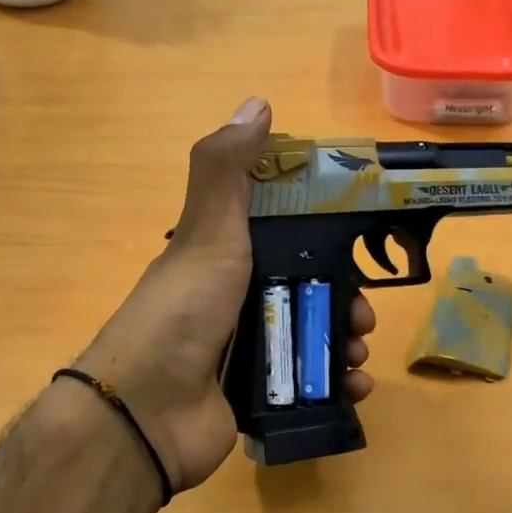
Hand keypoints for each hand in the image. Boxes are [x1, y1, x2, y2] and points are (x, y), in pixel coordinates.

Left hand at [74, 98, 375, 492]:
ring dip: (347, 344)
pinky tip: (355, 387)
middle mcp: (237, 301)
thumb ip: (227, 168)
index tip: (360, 244)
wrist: (148, 410)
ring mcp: (247, 353)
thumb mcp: (208, 230)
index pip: (287, 237)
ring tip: (358, 356)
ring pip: (314, 339)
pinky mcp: (258, 398)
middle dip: (346, 302)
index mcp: (226, 257)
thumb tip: (257, 102)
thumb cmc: (185, 308)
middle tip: (363, 316)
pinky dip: (338, 386)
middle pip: (309, 292)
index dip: (326, 238)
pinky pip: (310, 386)